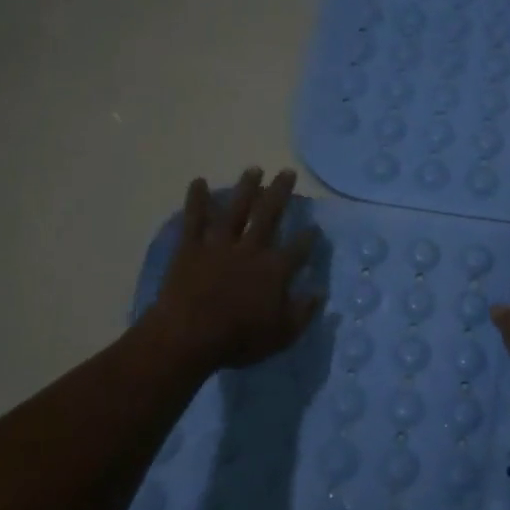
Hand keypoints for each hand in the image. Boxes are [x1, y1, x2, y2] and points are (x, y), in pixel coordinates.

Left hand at [145, 168, 322, 371]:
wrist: (189, 336)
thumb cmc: (239, 339)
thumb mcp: (282, 334)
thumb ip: (303, 312)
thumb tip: (320, 293)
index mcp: (275, 270)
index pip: (298, 249)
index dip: (309, 237)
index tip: (315, 227)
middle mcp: (251, 249)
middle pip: (269, 215)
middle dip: (280, 193)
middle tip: (287, 173)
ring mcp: (219, 245)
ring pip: (236, 210)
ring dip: (246, 188)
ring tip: (254, 169)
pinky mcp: (191, 248)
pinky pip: (194, 219)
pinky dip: (196, 200)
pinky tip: (198, 182)